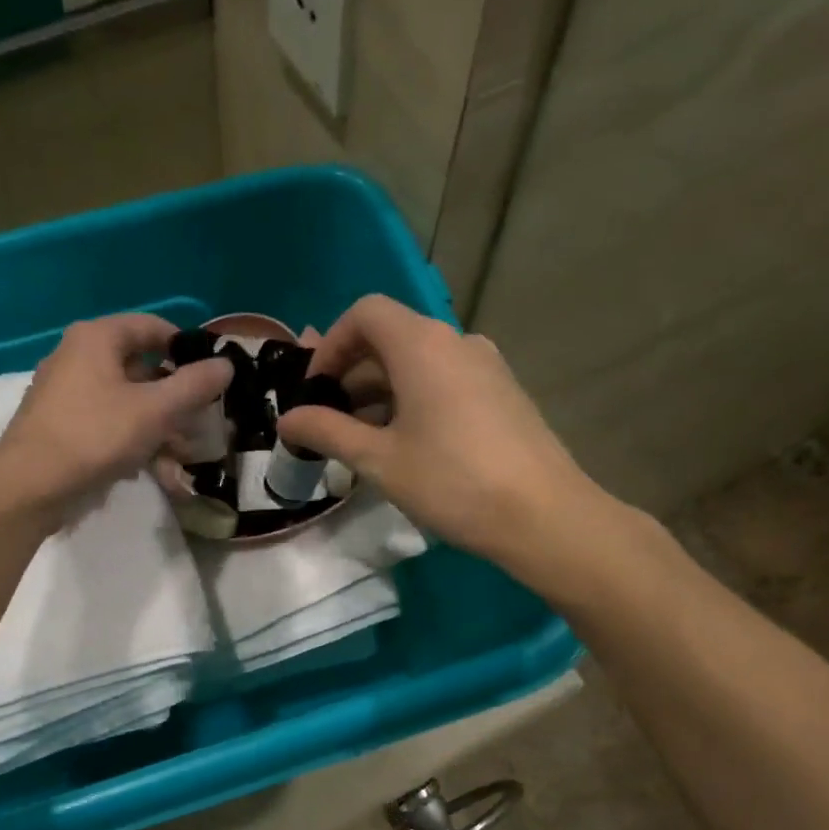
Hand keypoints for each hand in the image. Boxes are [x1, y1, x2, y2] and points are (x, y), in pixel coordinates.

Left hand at [0, 314, 231, 518]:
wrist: (31, 484)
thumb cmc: (95, 435)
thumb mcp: (155, 410)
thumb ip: (194, 386)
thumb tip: (227, 364)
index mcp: (97, 338)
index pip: (152, 327)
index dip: (186, 348)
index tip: (212, 375)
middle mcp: (78, 357)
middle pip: (141, 368)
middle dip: (176, 399)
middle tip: (203, 422)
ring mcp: (68, 393)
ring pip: (127, 402)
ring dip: (160, 427)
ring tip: (183, 456)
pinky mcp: (63, 426)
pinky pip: (109, 424)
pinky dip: (134, 441)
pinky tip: (153, 469)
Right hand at [276, 295, 594, 562]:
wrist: (542, 515)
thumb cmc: (452, 482)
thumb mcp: (379, 460)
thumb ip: (327, 432)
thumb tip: (286, 420)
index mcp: (422, 344)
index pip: (365, 314)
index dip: (331, 345)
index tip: (314, 390)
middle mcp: (457, 341)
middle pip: (391, 337)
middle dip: (351, 375)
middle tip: (328, 422)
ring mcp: (486, 366)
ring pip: (419, 363)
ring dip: (381, 392)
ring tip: (362, 441)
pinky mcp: (503, 393)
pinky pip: (446, 382)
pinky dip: (414, 401)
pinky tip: (407, 446)